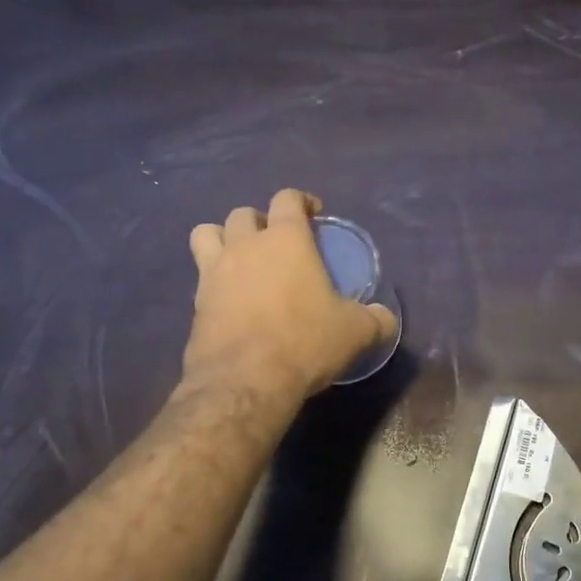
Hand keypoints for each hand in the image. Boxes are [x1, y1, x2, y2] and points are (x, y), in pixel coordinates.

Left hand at [183, 189, 397, 400]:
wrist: (246, 381)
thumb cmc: (305, 342)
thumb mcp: (356, 332)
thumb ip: (375, 319)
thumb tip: (385, 318)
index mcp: (286, 240)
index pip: (288, 199)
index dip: (302, 201)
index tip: (314, 214)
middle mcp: (245, 246)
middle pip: (243, 214)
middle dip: (260, 221)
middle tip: (276, 241)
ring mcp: (213, 272)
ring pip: (206, 234)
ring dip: (223, 238)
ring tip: (240, 258)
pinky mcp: (195, 302)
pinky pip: (199, 276)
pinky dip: (213, 279)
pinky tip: (230, 299)